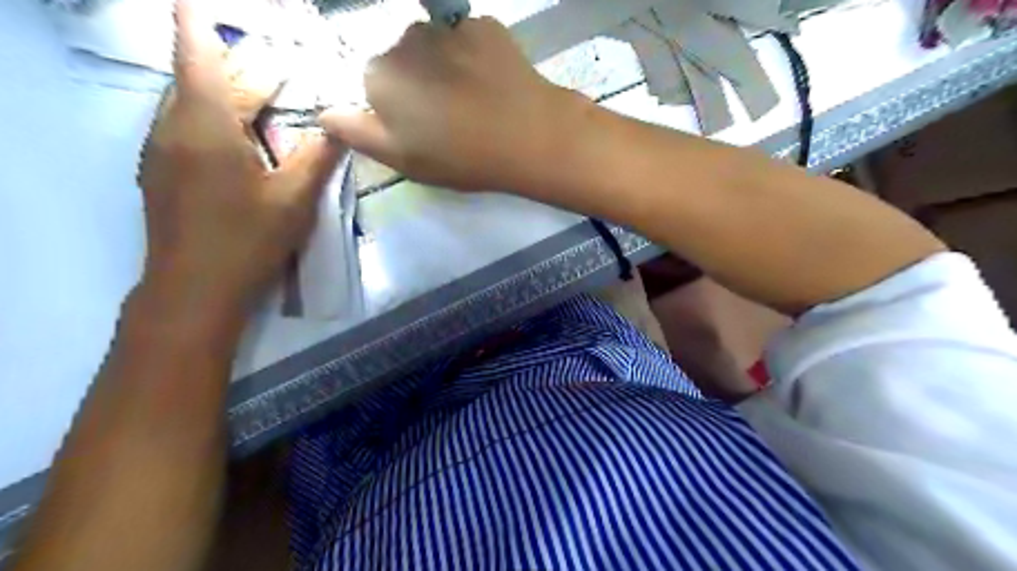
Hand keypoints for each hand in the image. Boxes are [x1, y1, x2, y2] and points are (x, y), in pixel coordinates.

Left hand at [137, 0, 344, 319]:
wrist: (193, 289)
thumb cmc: (246, 239)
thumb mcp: (293, 199)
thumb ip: (317, 157)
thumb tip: (339, 125)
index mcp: (204, 126)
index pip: (196, 55)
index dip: (198, 22)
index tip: (202, 1)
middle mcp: (171, 128)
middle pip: (200, 81)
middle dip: (236, 69)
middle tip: (275, 69)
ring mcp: (160, 152)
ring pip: (190, 105)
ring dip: (225, 95)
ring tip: (263, 99)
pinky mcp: (160, 174)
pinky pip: (184, 129)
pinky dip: (213, 119)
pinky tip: (240, 139)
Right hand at [317, 15, 588, 190]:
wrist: (528, 136)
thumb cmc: (461, 157)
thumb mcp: (402, 159)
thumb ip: (357, 133)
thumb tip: (324, 114)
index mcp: (380, 75)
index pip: (375, 87)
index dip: (398, 110)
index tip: (423, 131)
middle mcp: (405, 40)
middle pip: (404, 61)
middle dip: (419, 84)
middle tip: (451, 118)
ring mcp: (447, 27)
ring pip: (435, 47)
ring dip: (446, 68)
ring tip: (474, 100)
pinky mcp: (483, 24)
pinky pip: (467, 40)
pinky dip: (474, 57)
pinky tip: (492, 83)